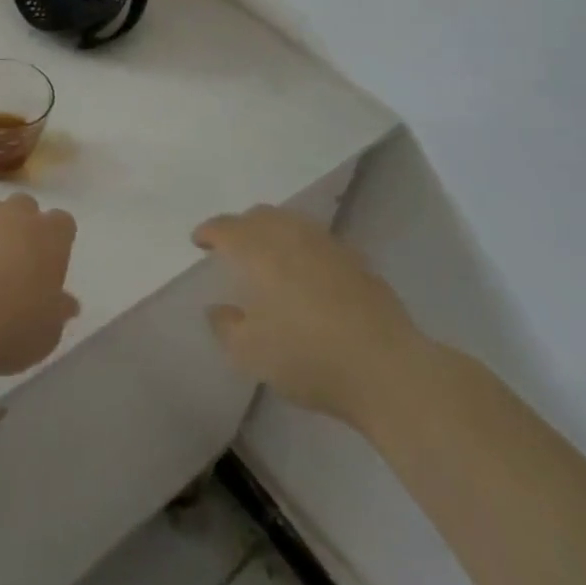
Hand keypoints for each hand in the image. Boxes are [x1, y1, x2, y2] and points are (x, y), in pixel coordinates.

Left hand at [0, 194, 78, 378]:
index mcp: (50, 237)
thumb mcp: (47, 333)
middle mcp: (15, 214)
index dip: (55, 241)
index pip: (62, 223)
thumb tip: (67, 302)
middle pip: (24, 206)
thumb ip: (58, 311)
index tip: (47, 266)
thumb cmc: (10, 331)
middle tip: (11, 263)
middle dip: (20, 227)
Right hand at [194, 206, 424, 428]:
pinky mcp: (356, 260)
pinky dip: (303, 247)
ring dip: (274, 231)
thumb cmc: (308, 357)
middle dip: (241, 226)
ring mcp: (327, 244)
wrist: (386, 368)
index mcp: (259, 250)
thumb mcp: (250, 353)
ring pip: (292, 222)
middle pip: (260, 216)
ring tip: (269, 254)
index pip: (225, 228)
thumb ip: (226, 326)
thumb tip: (217, 309)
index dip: (209, 231)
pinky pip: (318, 241)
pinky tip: (307, 271)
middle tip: (232, 246)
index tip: (199, 241)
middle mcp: (291, 235)